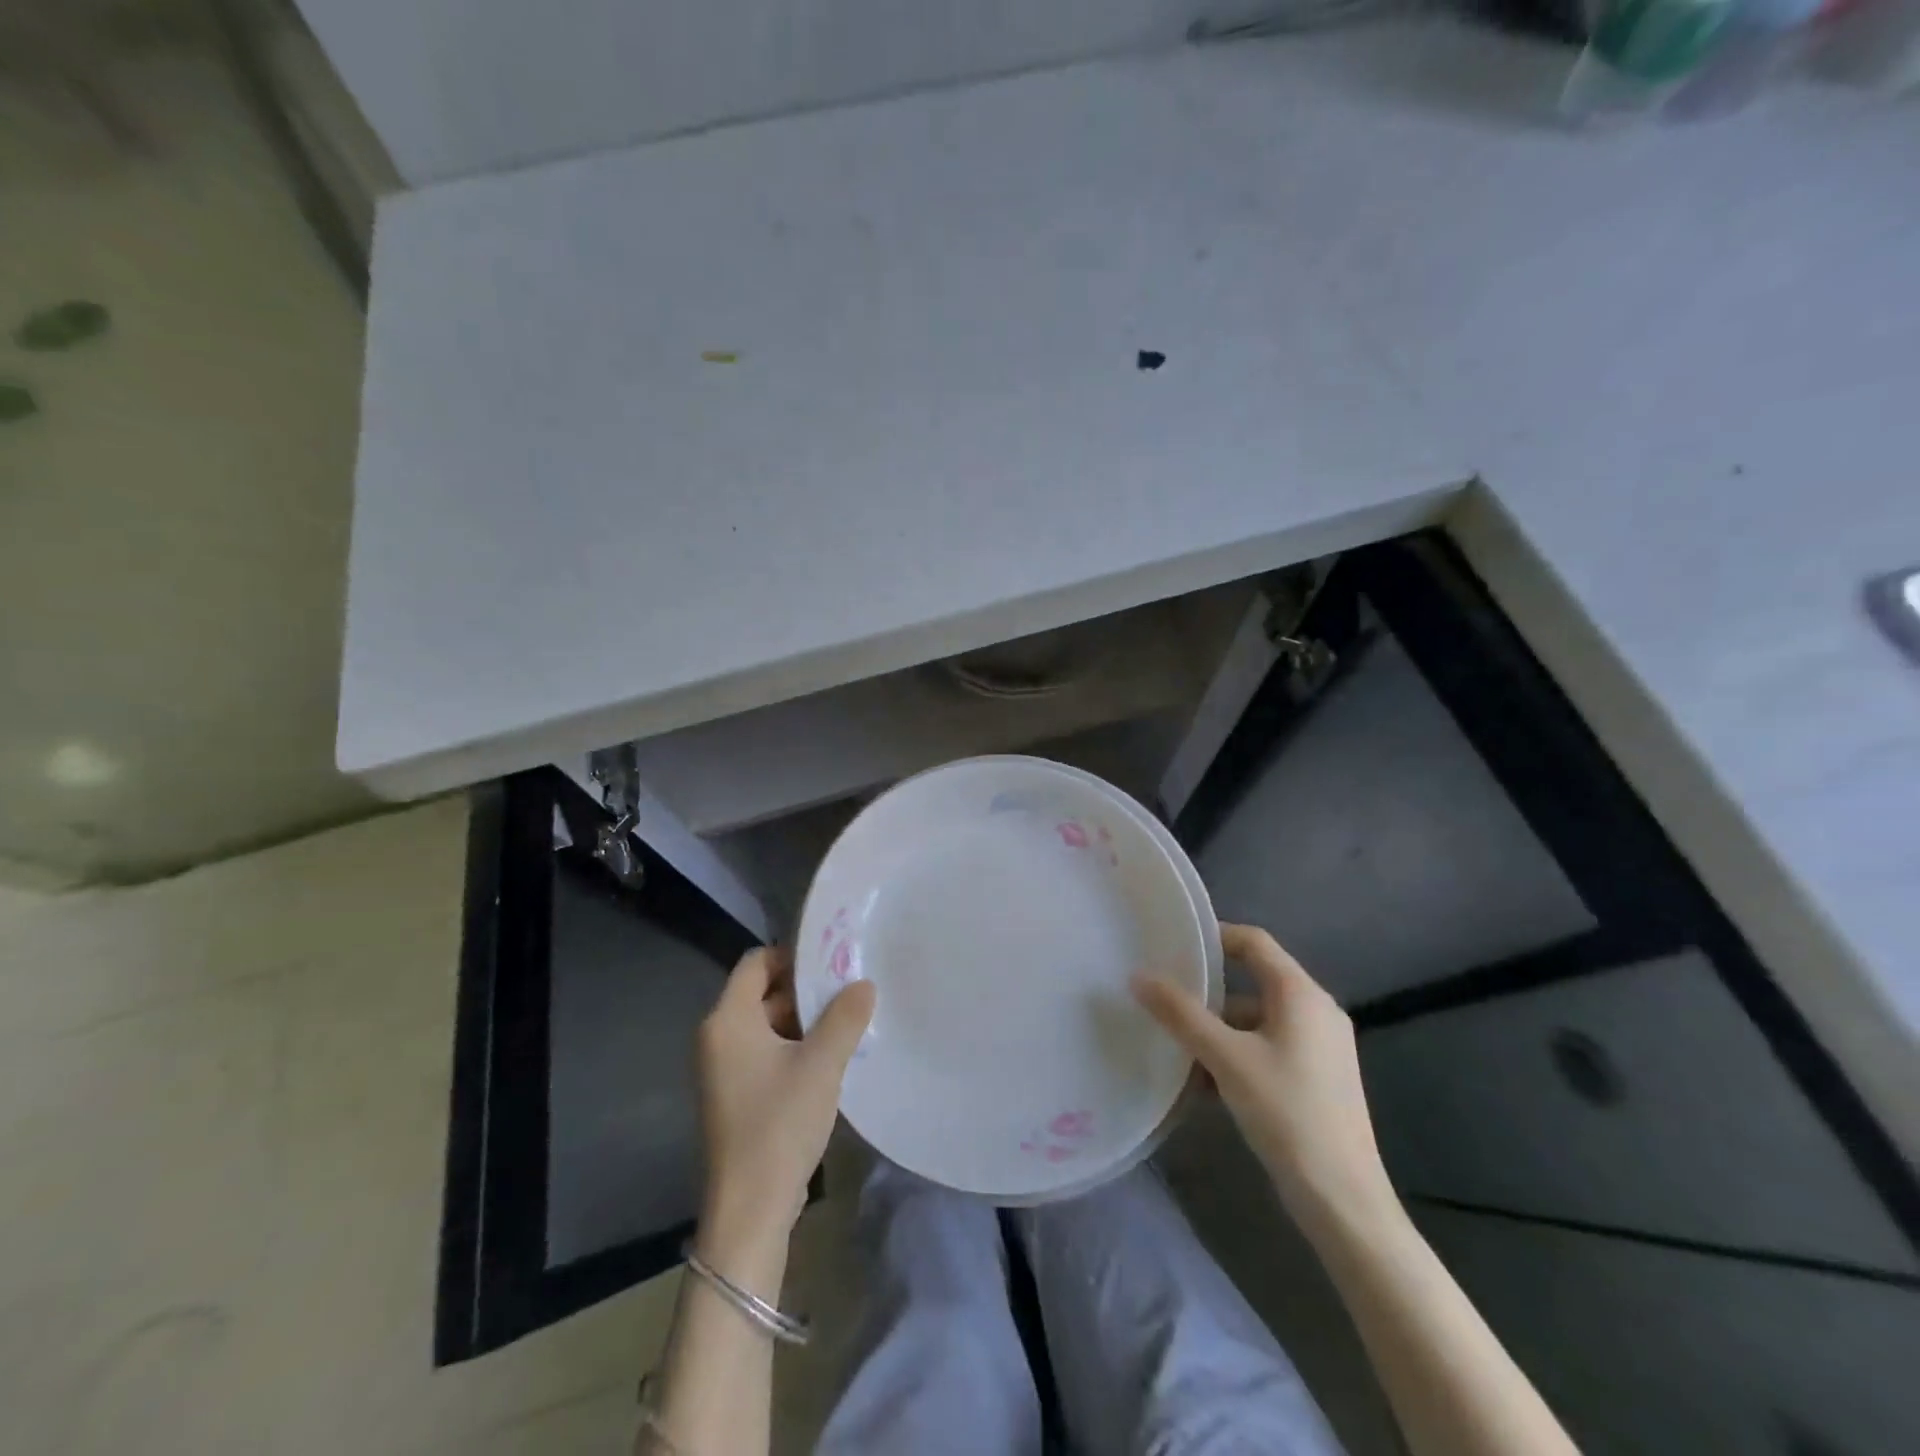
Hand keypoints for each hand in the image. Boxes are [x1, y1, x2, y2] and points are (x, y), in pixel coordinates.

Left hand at [696, 947, 875, 1257]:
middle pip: (761, 992)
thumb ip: (845, 1017)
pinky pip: (763, 1053)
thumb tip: (864, 983)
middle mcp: (717, 1037)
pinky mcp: (733, 1095)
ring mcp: (722, 1069)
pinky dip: (792, 1047)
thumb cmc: (780, 1123)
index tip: (832, 959)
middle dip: (804, 990)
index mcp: (728, 1020)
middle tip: (849, 989)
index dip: (792, 955)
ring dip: (803, 1021)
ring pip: (765, 1025)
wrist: (750, 1208)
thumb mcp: (822, 1063)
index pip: (756, 963)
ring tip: (847, 1021)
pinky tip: (829, 1058)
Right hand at [1135, 923, 1395, 1234]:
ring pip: (1257, 1022)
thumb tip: (1138, 977)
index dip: (1214, 937)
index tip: (1173, 947)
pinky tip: (1205, 1085)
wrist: (1343, 1201)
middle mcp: (1317, 1012)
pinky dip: (1237, 1056)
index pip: (1254, 942)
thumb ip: (1181, 1015)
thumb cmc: (1287, 1114)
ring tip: (1177, 1050)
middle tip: (1165, 1000)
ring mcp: (1321, 1048)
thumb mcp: (1225, 1059)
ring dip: (1218, 1032)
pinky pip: (1268, 1050)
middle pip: (1253, 983)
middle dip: (1208, 994)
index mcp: (1301, 995)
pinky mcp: (1319, 1079)